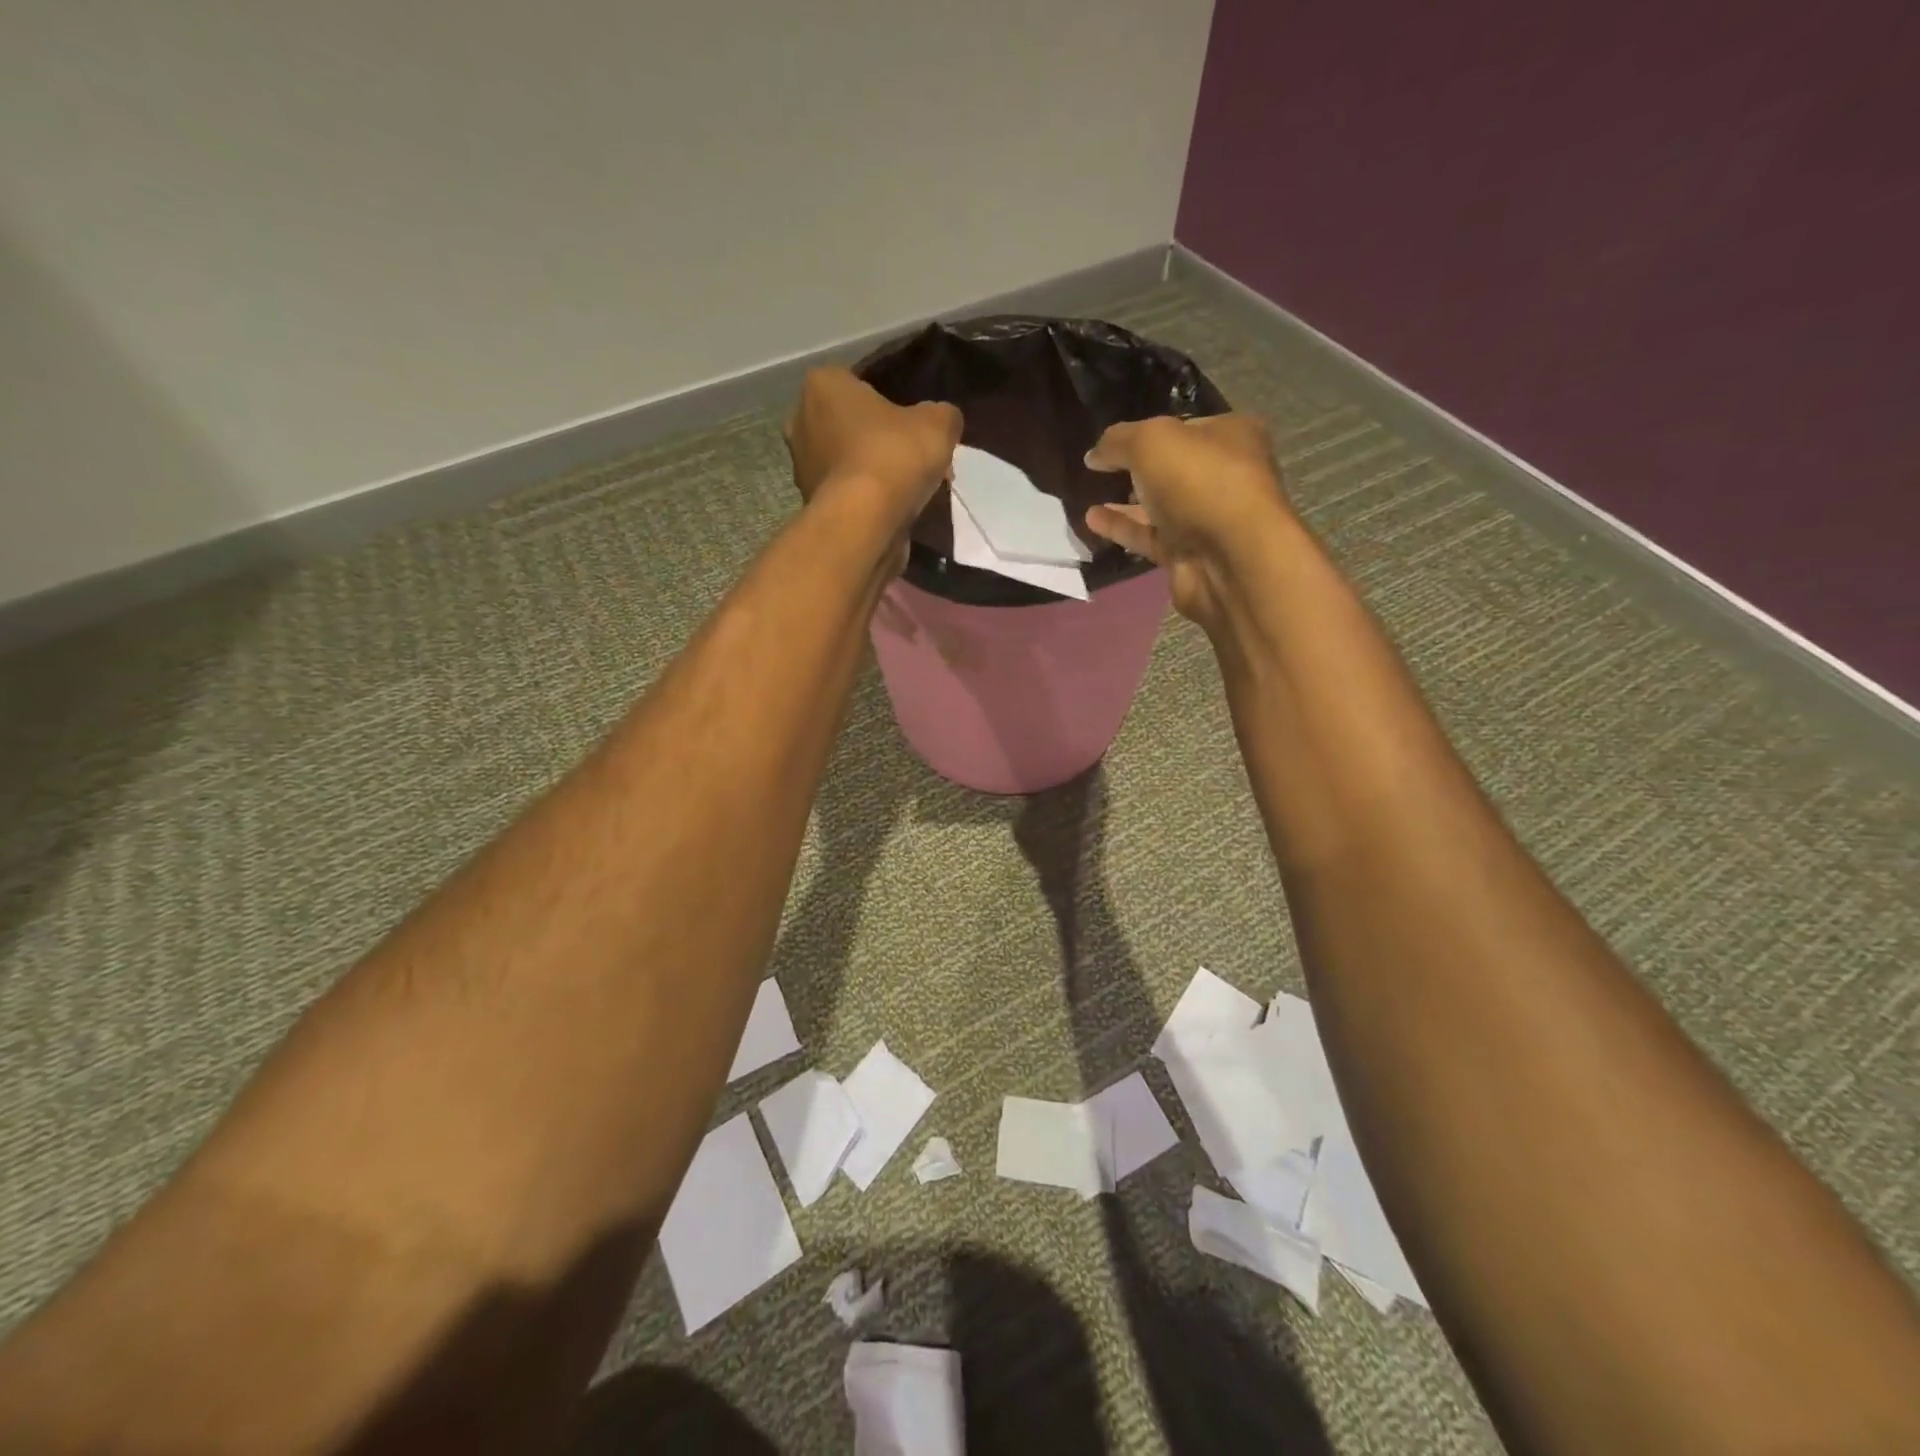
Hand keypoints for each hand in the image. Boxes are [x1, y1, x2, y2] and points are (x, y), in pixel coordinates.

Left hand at [784, 368, 962, 535]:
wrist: (863, 523)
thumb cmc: (893, 457)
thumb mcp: (938, 424)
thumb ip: (942, 415)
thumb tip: (941, 421)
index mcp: (824, 384)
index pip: (860, 384)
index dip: (892, 404)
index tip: (914, 425)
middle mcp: (801, 420)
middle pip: (852, 425)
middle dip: (879, 439)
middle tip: (913, 459)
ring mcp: (801, 466)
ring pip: (848, 461)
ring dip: (873, 472)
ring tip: (908, 489)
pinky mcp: (810, 503)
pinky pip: (846, 492)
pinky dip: (865, 499)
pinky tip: (892, 510)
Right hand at [1083, 414, 1291, 631]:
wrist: (1229, 559)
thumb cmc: (1198, 482)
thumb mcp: (1151, 441)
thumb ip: (1118, 441)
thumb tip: (1094, 453)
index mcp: (1231, 436)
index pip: (1185, 428)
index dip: (1149, 431)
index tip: (1114, 442)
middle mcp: (1224, 477)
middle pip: (1174, 469)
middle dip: (1139, 470)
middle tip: (1102, 470)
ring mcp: (1208, 520)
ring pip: (1160, 507)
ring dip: (1126, 503)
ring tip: (1088, 495)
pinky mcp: (1189, 555)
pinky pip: (1150, 537)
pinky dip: (1123, 528)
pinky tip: (1092, 521)